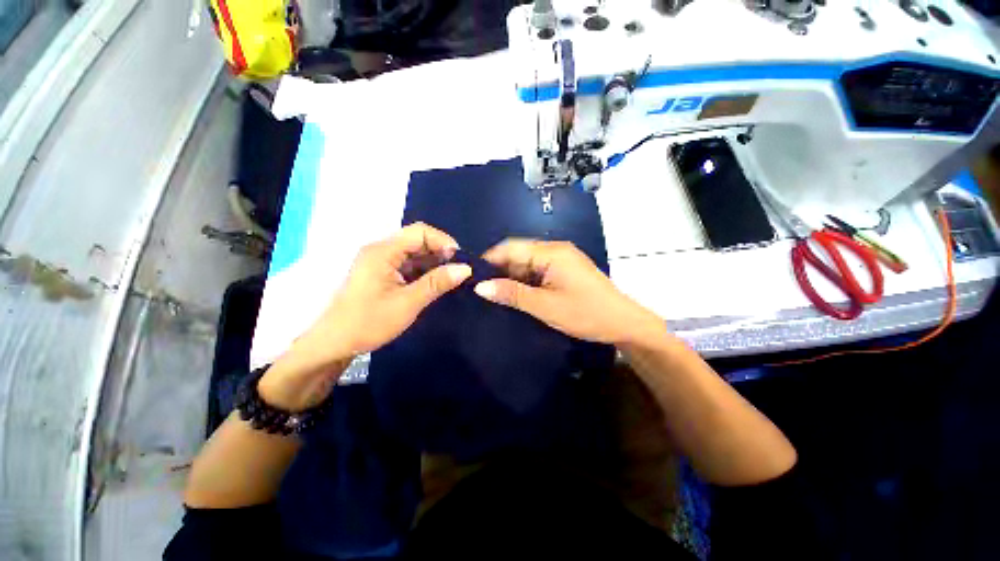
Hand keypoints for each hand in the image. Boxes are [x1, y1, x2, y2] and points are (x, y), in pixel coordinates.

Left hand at [259, 223, 470, 410]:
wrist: (335, 343)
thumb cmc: (369, 322)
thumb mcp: (407, 303)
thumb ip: (436, 283)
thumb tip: (465, 268)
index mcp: (383, 251)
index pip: (420, 232)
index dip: (443, 242)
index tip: (460, 261)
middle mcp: (381, 250)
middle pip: (417, 240)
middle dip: (441, 252)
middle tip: (459, 271)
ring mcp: (381, 261)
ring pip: (415, 253)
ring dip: (434, 262)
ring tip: (452, 278)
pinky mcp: (382, 272)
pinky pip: (408, 264)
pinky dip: (424, 271)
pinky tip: (436, 282)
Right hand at [473, 239, 665, 344]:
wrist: (624, 323)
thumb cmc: (585, 313)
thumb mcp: (545, 306)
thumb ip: (512, 294)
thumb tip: (480, 287)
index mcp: (550, 252)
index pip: (510, 247)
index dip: (489, 260)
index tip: (471, 277)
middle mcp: (555, 250)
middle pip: (518, 254)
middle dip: (499, 271)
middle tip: (479, 290)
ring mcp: (561, 260)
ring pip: (527, 264)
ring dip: (511, 278)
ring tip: (492, 295)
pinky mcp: (564, 271)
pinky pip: (537, 272)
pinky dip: (525, 282)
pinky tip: (514, 295)